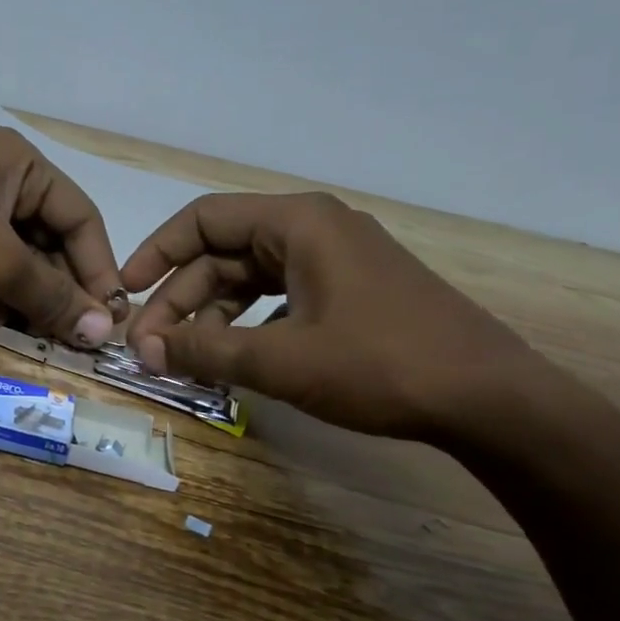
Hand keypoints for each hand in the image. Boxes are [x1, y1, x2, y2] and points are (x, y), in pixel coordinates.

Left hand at [0, 128, 126, 347]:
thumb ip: (50, 294)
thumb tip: (101, 329)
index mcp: (22, 163)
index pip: (81, 218)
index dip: (98, 269)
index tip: (108, 317)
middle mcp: (0, 176)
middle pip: (49, 239)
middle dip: (57, 288)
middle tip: (69, 334)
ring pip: (15, 256)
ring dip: (24, 295)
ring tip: (24, 329)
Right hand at [120, 192, 544, 439]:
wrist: (493, 401)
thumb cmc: (380, 365)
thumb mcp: (279, 360)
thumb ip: (203, 350)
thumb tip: (142, 350)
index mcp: (298, 223)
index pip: (203, 219)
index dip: (156, 252)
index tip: (126, 290)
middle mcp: (315, 230)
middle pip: (223, 253)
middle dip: (180, 300)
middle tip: (150, 348)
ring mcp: (337, 261)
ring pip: (249, 279)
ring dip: (211, 317)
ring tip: (186, 360)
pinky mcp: (351, 292)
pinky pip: (279, 297)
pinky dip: (248, 325)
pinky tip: (235, 358)